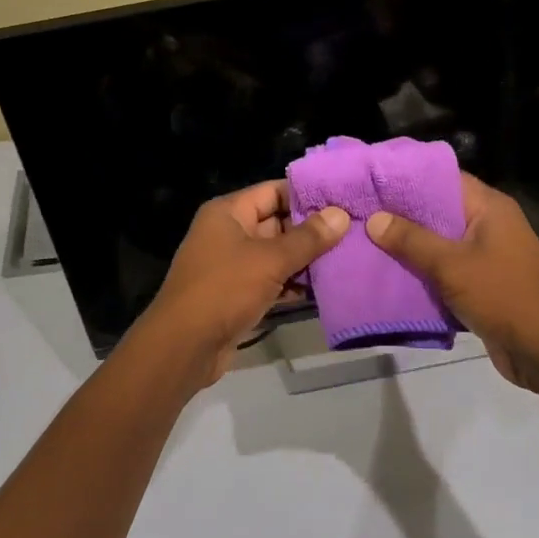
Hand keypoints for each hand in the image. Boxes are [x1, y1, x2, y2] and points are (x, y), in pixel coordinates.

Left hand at [138, 181, 349, 387]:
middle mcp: (229, 233)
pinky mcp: (238, 294)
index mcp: (229, 212)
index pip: (274, 191)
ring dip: (307, 260)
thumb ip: (308, 238)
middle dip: (313, 230)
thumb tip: (341, 215)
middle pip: (278, 222)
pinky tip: (326, 289)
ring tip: (348, 258)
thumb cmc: (224, 289)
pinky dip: (294, 284)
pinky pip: (272, 280)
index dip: (307, 194)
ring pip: (277, 254)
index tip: (344, 199)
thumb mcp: (270, 260)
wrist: (184, 346)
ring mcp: (233, 265)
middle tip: (354, 231)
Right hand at [365, 174, 538, 390]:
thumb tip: (375, 219)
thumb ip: (411, 240)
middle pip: (439, 209)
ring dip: (411, 245)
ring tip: (368, 240)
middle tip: (362, 212)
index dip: (408, 178)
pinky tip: (392, 272)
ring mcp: (488, 254)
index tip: (373, 181)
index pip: (443, 178)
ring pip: (441, 241)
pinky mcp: (484, 282)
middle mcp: (490, 223)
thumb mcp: (451, 264)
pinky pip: (447, 267)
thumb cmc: (502, 295)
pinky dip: (424, 270)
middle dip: (403, 214)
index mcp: (489, 206)